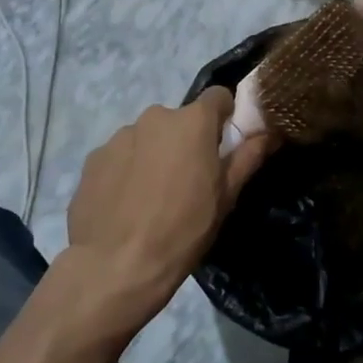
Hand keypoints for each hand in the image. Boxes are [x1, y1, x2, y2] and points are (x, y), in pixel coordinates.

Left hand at [64, 89, 275, 331]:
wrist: (116, 266)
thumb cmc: (183, 229)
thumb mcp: (226, 197)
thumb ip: (248, 157)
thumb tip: (269, 132)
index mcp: (192, 122)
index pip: (217, 97)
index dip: (224, 118)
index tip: (223, 146)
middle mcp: (155, 117)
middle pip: (180, 120)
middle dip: (186, 141)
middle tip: (188, 180)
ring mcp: (120, 136)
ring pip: (148, 137)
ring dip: (155, 155)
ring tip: (153, 197)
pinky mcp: (93, 158)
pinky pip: (120, 156)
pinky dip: (127, 170)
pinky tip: (127, 204)